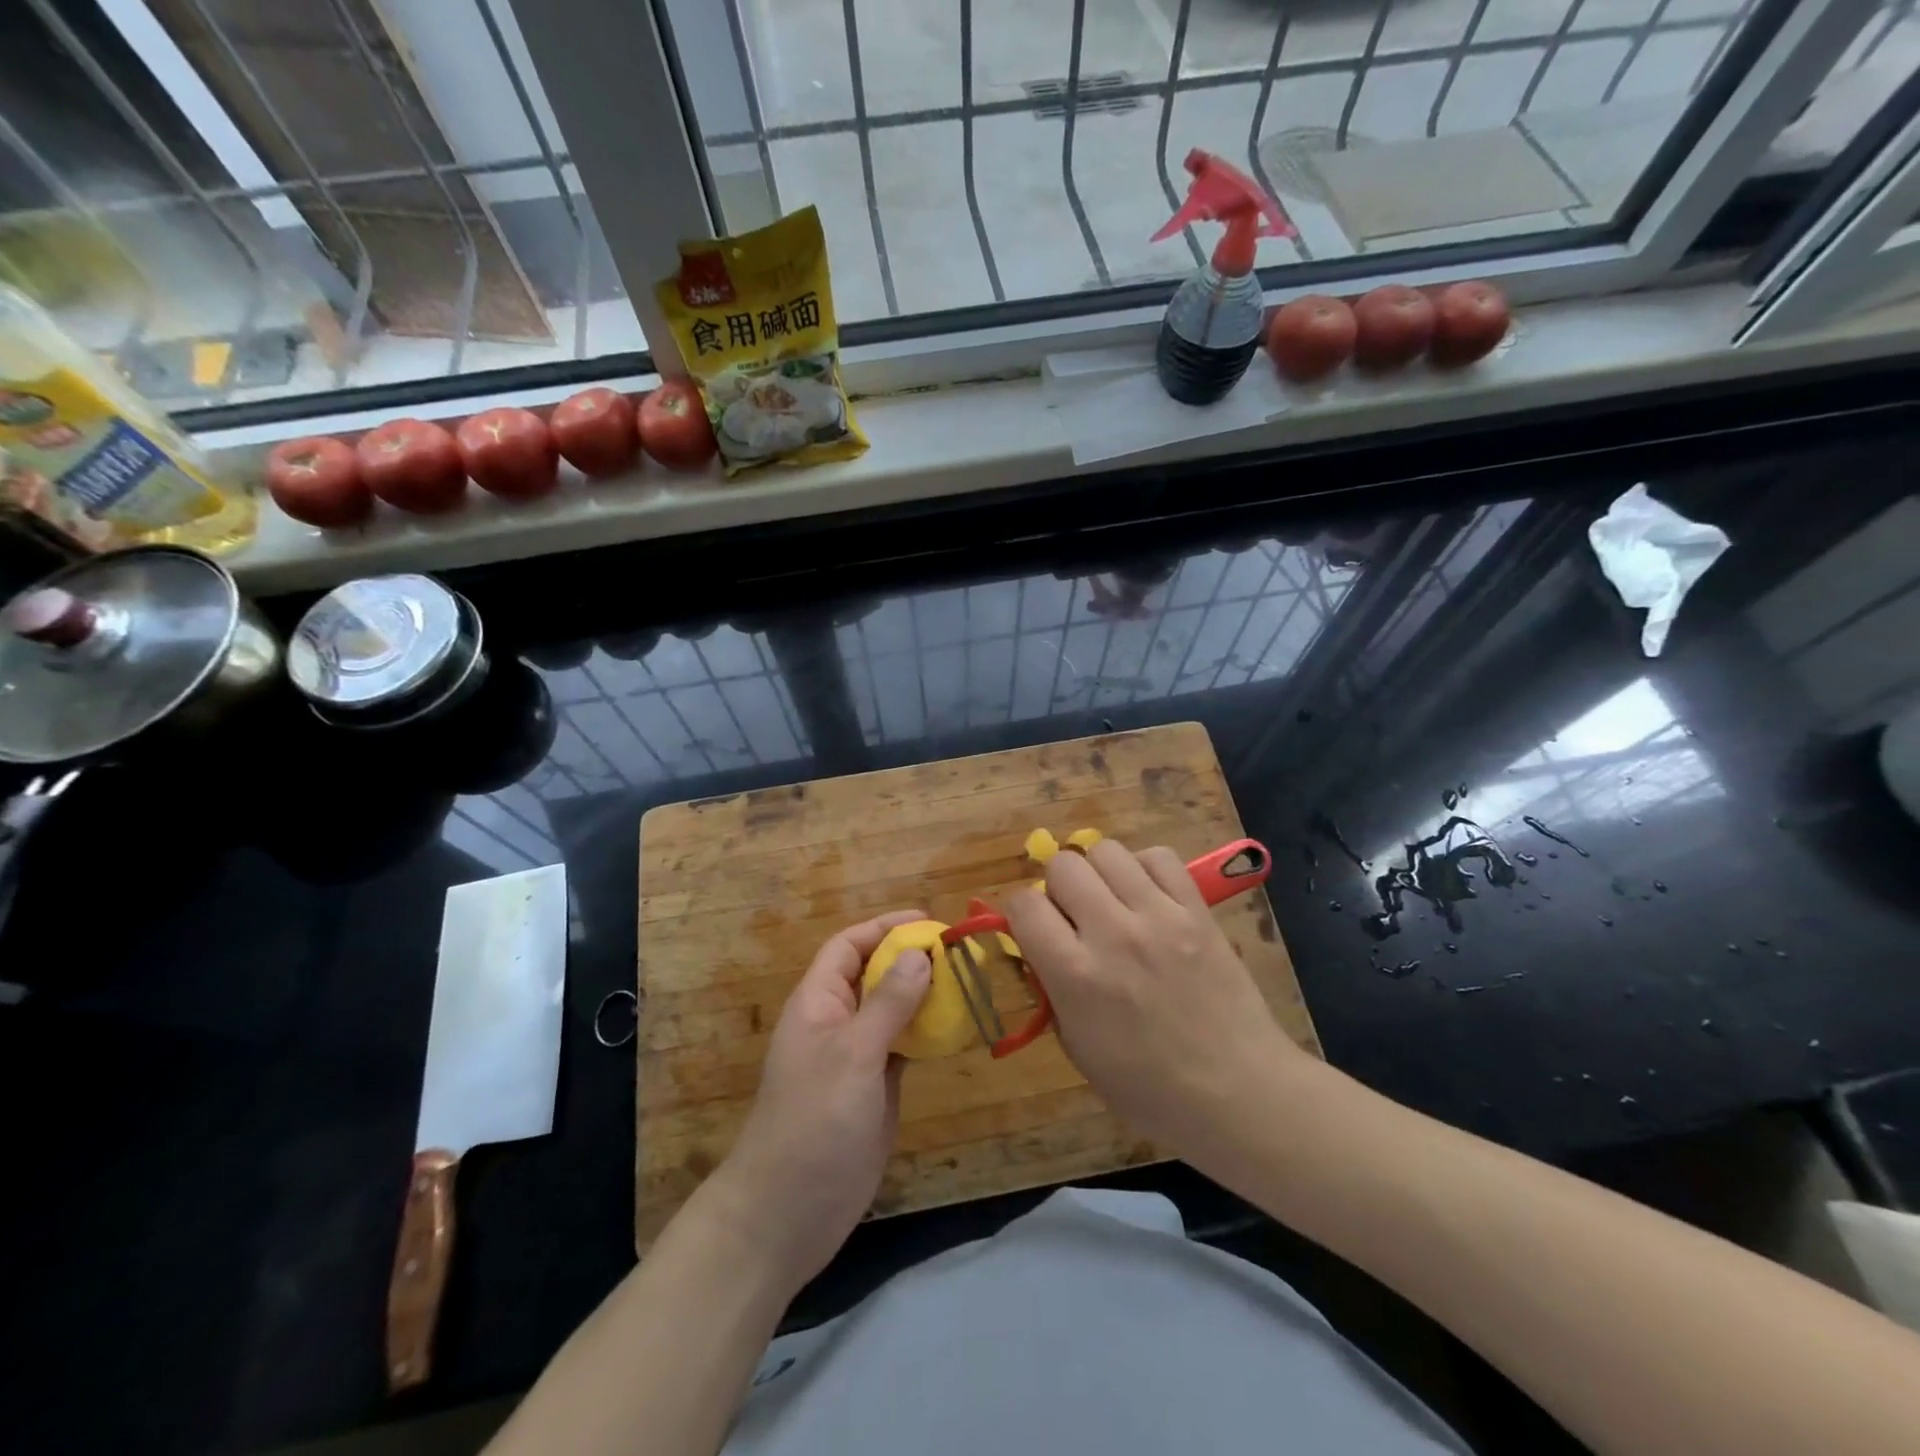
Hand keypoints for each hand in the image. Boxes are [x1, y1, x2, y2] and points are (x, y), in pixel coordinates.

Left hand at [714, 910, 931, 1291]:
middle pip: (874, 975)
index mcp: (818, 1002)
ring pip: (892, 1011)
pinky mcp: (874, 1089)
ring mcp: (856, 1058)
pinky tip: (956, 1029)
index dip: (883, 928)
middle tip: (959, 953)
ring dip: (924, 996)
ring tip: (967, 983)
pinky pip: (902, 1047)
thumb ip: (889, 1003)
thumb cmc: (814, 1121)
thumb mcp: (853, 1053)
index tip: (928, 921)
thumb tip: (921, 953)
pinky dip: (926, 1034)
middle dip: (911, 959)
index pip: (848, 946)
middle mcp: (836, 1022)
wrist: (788, 1213)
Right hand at [1006, 840, 1299, 1164]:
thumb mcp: (1077, 1047)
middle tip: (1075, 915)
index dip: (1022, 913)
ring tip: (1113, 901)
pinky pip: (1159, 857)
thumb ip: (1052, 988)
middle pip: (1063, 866)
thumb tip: (1039, 946)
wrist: (1237, 1093)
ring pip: (1107, 851)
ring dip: (1099, 873)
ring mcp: (1159, 916)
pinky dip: (1145, 868)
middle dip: (1058, 887)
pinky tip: (1149, 896)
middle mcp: (1112, 934)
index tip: (1035, 929)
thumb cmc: (1148, 1088)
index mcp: (1075, 974)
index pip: (1024, 904)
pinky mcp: (1197, 910)